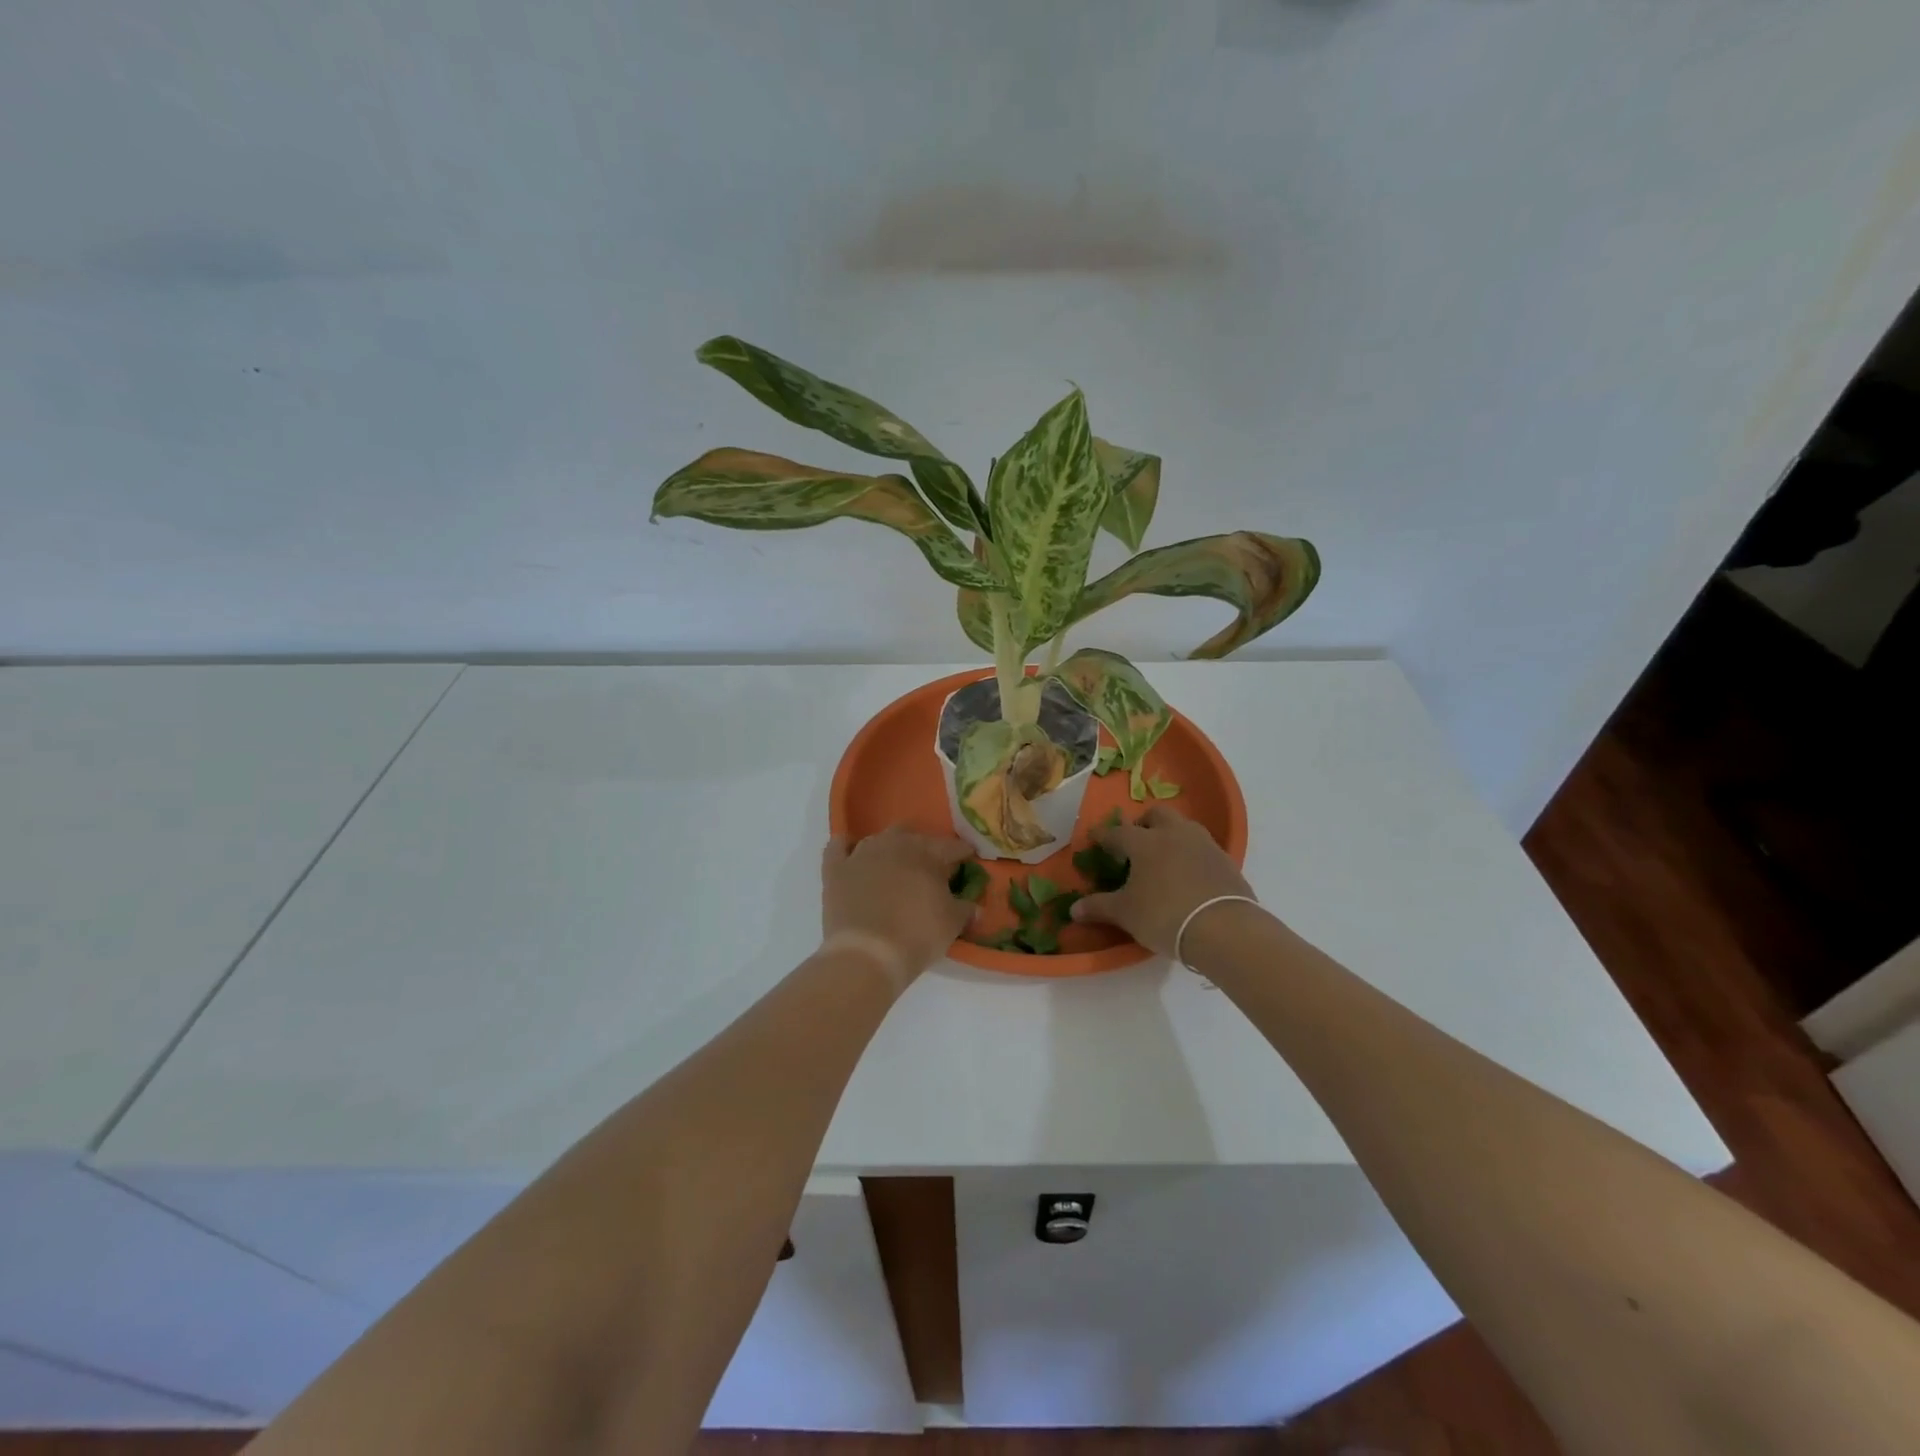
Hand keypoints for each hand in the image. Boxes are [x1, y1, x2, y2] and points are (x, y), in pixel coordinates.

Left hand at [821, 826, 975, 980]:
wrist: (867, 954)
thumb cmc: (917, 935)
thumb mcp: (952, 924)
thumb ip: (965, 908)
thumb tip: (974, 905)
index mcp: (927, 853)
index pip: (950, 846)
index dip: (962, 852)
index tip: (968, 858)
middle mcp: (894, 844)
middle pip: (913, 836)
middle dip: (924, 847)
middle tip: (931, 867)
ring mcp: (861, 853)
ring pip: (879, 839)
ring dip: (890, 848)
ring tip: (896, 865)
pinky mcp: (836, 869)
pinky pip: (839, 846)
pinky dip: (847, 846)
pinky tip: (853, 853)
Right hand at [1070, 805, 1255, 957]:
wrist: (1224, 929)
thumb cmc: (1164, 915)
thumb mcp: (1126, 913)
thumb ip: (1099, 907)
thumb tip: (1074, 910)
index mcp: (1145, 842)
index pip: (1118, 833)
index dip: (1104, 836)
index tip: (1095, 838)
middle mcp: (1175, 834)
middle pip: (1157, 815)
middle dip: (1144, 824)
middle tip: (1136, 843)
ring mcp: (1204, 845)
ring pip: (1184, 827)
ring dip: (1171, 835)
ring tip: (1164, 857)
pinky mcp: (1226, 861)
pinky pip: (1203, 848)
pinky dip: (1192, 855)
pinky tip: (1188, 875)